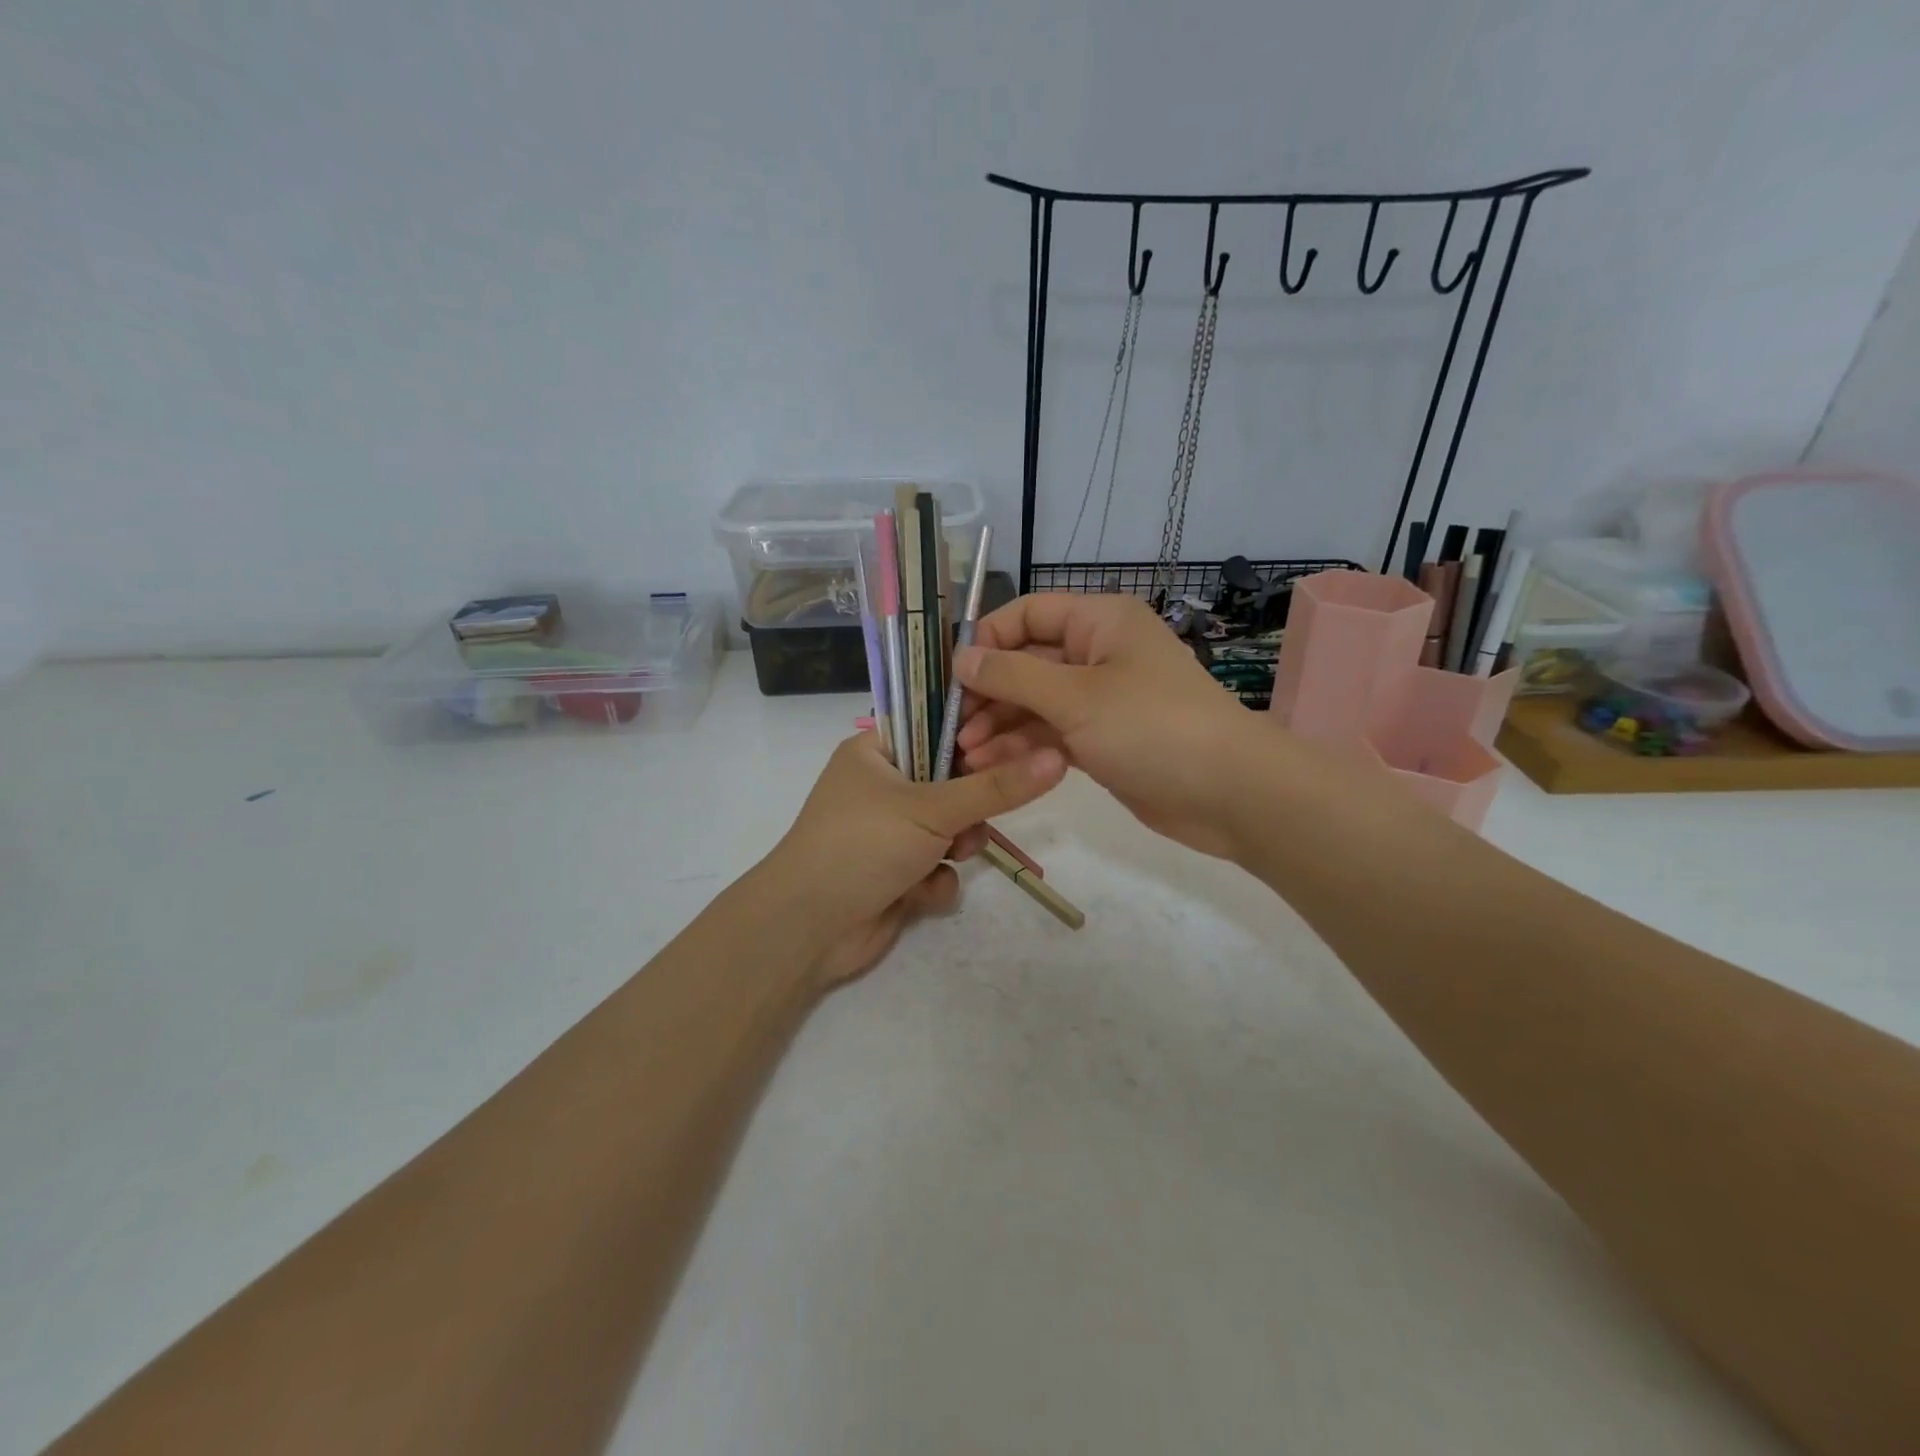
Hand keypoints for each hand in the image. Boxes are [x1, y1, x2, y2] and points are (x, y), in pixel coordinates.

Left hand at [764, 732, 1066, 987]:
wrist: (808, 929)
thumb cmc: (862, 845)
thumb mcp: (932, 809)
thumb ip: (997, 788)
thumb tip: (1057, 758)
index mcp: (875, 752)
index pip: (936, 726)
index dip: (976, 734)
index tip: (1018, 741)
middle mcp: (882, 787)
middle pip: (951, 780)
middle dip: (970, 805)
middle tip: (983, 810)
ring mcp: (888, 832)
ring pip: (950, 827)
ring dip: (958, 844)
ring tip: (953, 855)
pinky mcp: (895, 874)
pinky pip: (937, 866)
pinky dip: (936, 879)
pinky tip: (921, 893)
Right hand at [954, 593, 1264, 859]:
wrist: (1228, 792)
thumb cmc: (1151, 727)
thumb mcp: (1076, 697)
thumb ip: (1013, 676)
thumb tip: (961, 658)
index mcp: (1100, 621)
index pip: (1028, 614)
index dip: (987, 639)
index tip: (951, 675)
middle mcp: (1099, 652)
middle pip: (1028, 661)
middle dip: (989, 692)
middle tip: (953, 725)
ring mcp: (1101, 699)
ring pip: (1036, 702)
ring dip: (1000, 724)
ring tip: (966, 753)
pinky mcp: (1103, 739)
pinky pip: (1053, 733)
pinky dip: (1024, 746)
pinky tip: (993, 765)